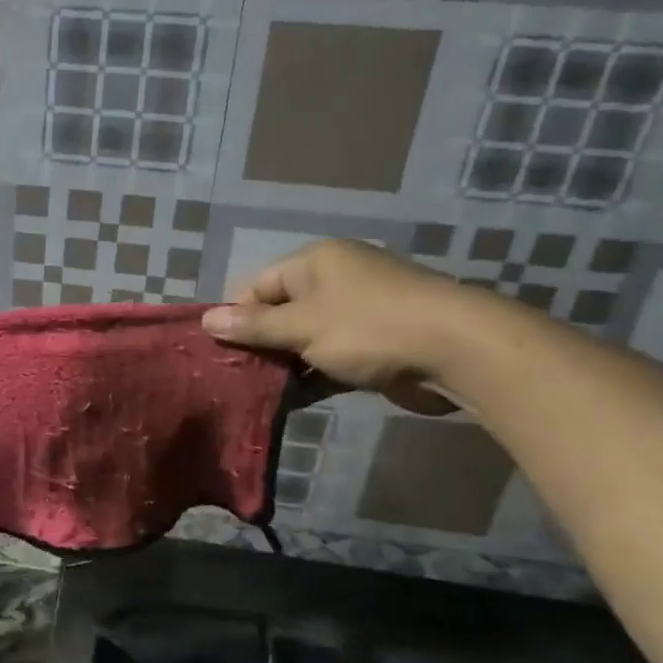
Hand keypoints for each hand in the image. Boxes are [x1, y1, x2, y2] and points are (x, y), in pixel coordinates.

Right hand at [201, 240, 473, 414]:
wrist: (456, 351)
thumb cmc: (367, 327)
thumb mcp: (301, 325)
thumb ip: (254, 326)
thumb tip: (207, 320)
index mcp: (315, 262)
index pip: (258, 285)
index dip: (236, 316)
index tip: (219, 350)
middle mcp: (336, 281)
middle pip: (282, 312)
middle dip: (259, 343)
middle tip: (233, 376)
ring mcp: (359, 313)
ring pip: (306, 338)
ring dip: (285, 364)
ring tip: (255, 393)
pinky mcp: (375, 345)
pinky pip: (331, 358)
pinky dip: (312, 376)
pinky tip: (290, 401)